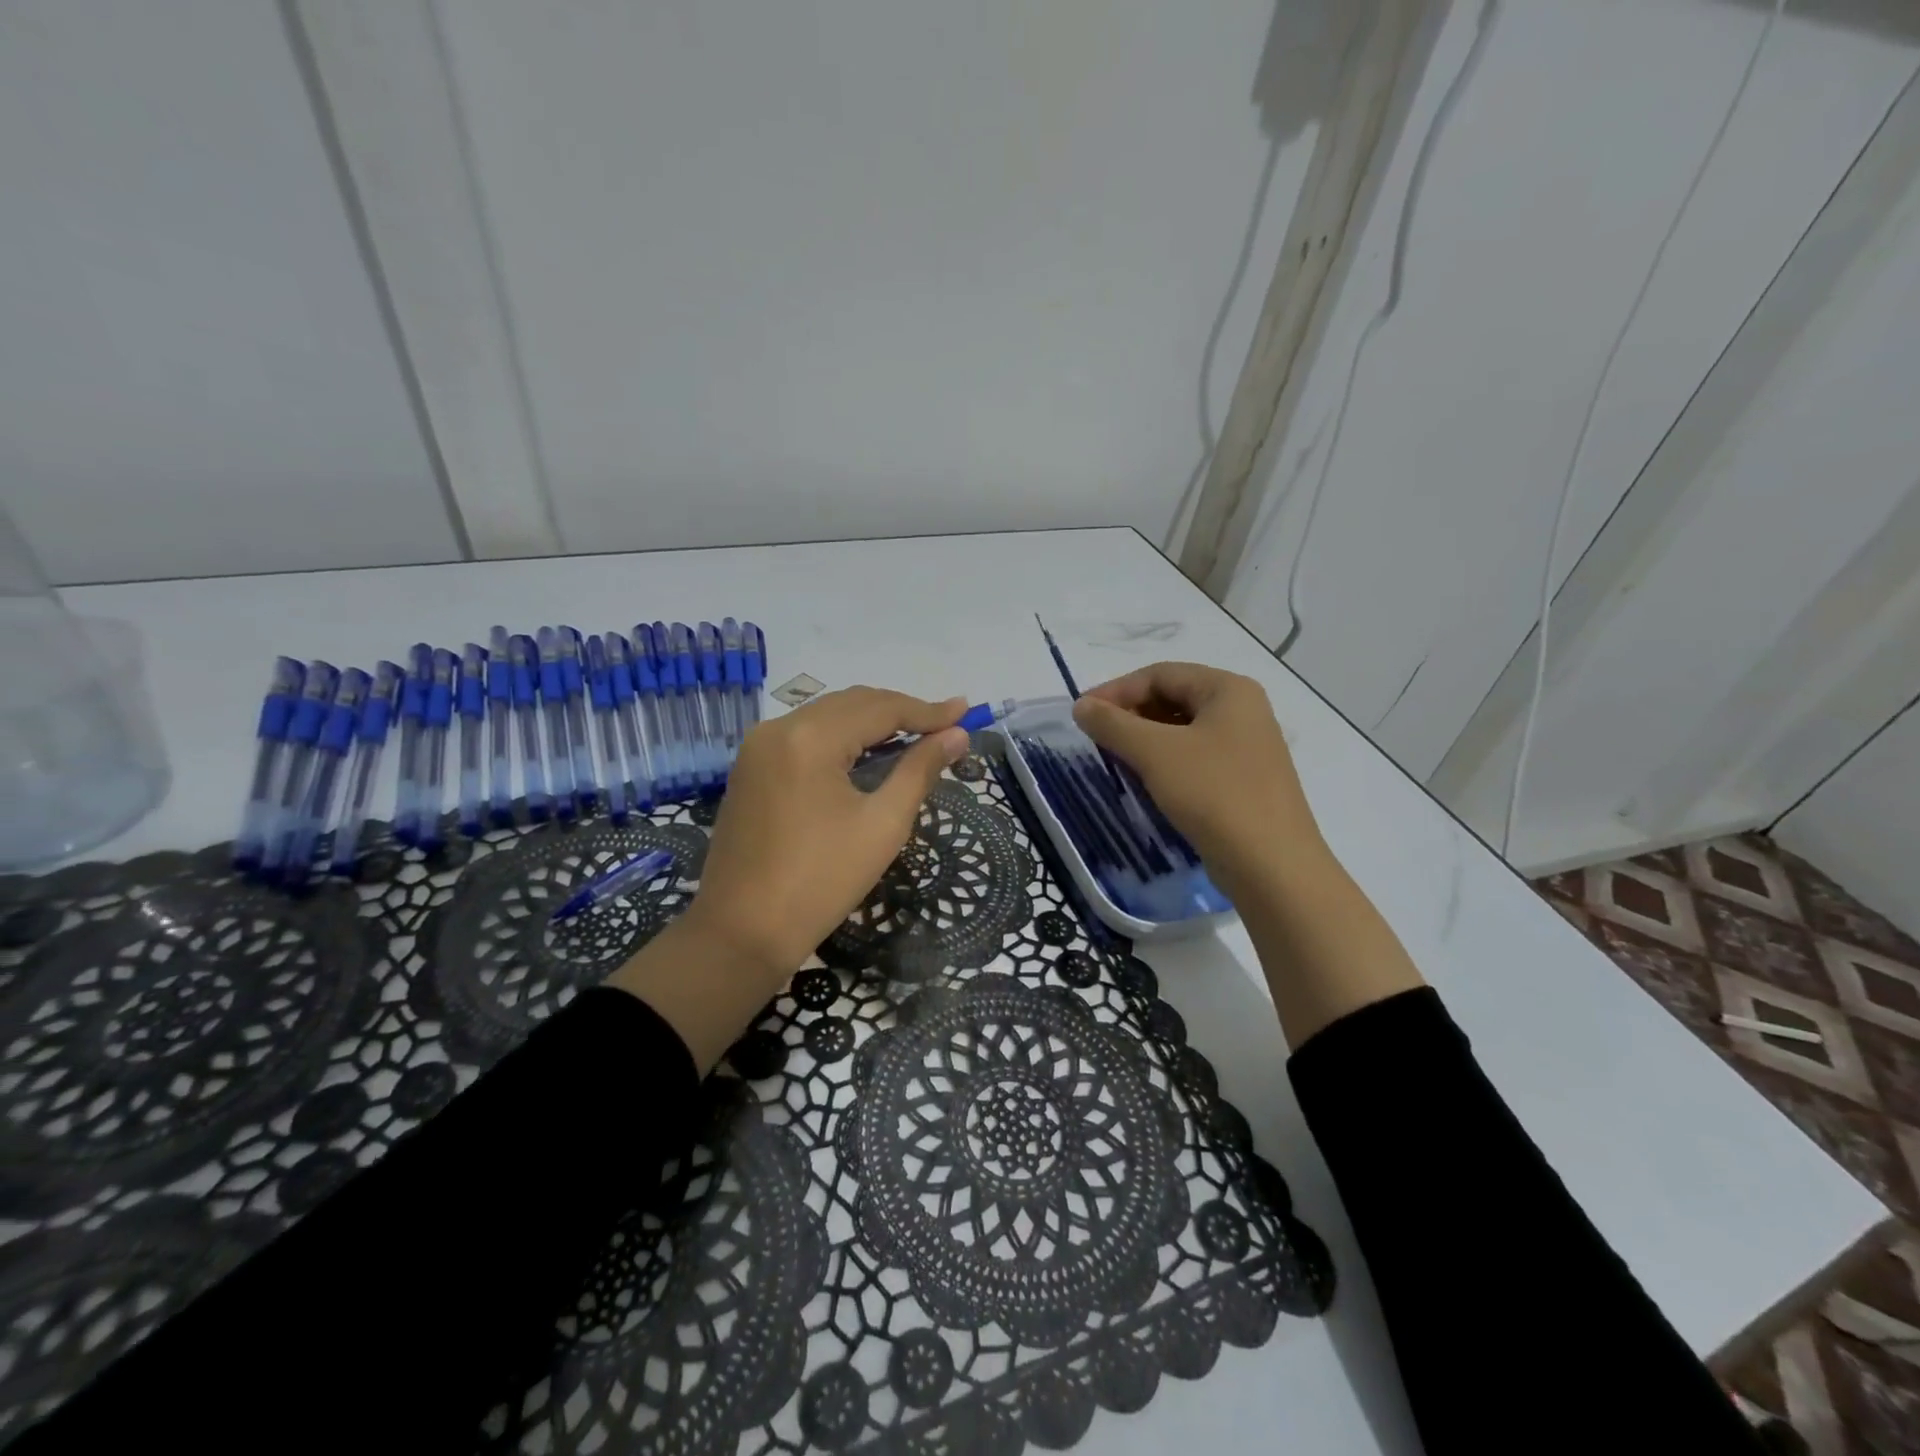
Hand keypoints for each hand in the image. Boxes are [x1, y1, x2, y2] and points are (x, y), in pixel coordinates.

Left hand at [686, 686, 971, 973]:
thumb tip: (956, 735)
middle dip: (901, 711)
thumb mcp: (882, 825)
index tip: (965, 712)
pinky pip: (805, 736)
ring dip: (871, 722)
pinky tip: (866, 753)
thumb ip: (920, 771)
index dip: (927, 711)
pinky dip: (841, 737)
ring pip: (827, 716)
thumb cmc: (820, 882)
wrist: (741, 933)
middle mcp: (778, 727)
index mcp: (810, 737)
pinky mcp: (750, 767)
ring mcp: (758, 747)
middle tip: (945, 725)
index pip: (880, 708)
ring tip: (914, 735)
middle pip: (852, 703)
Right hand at [1071, 662, 1326, 903]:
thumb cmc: (1213, 794)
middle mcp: (1243, 710)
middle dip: (1130, 714)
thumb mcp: (1155, 753)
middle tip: (1095, 737)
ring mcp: (1247, 747)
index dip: (1116, 690)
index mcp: (1229, 690)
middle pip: (1173, 698)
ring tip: (1112, 758)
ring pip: (1182, 731)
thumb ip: (1113, 724)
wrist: (1271, 865)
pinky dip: (1164, 762)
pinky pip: (1194, 758)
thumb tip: (1081, 706)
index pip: (1160, 674)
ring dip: (1144, 739)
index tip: (1082, 714)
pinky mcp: (1244, 780)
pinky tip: (1143, 781)